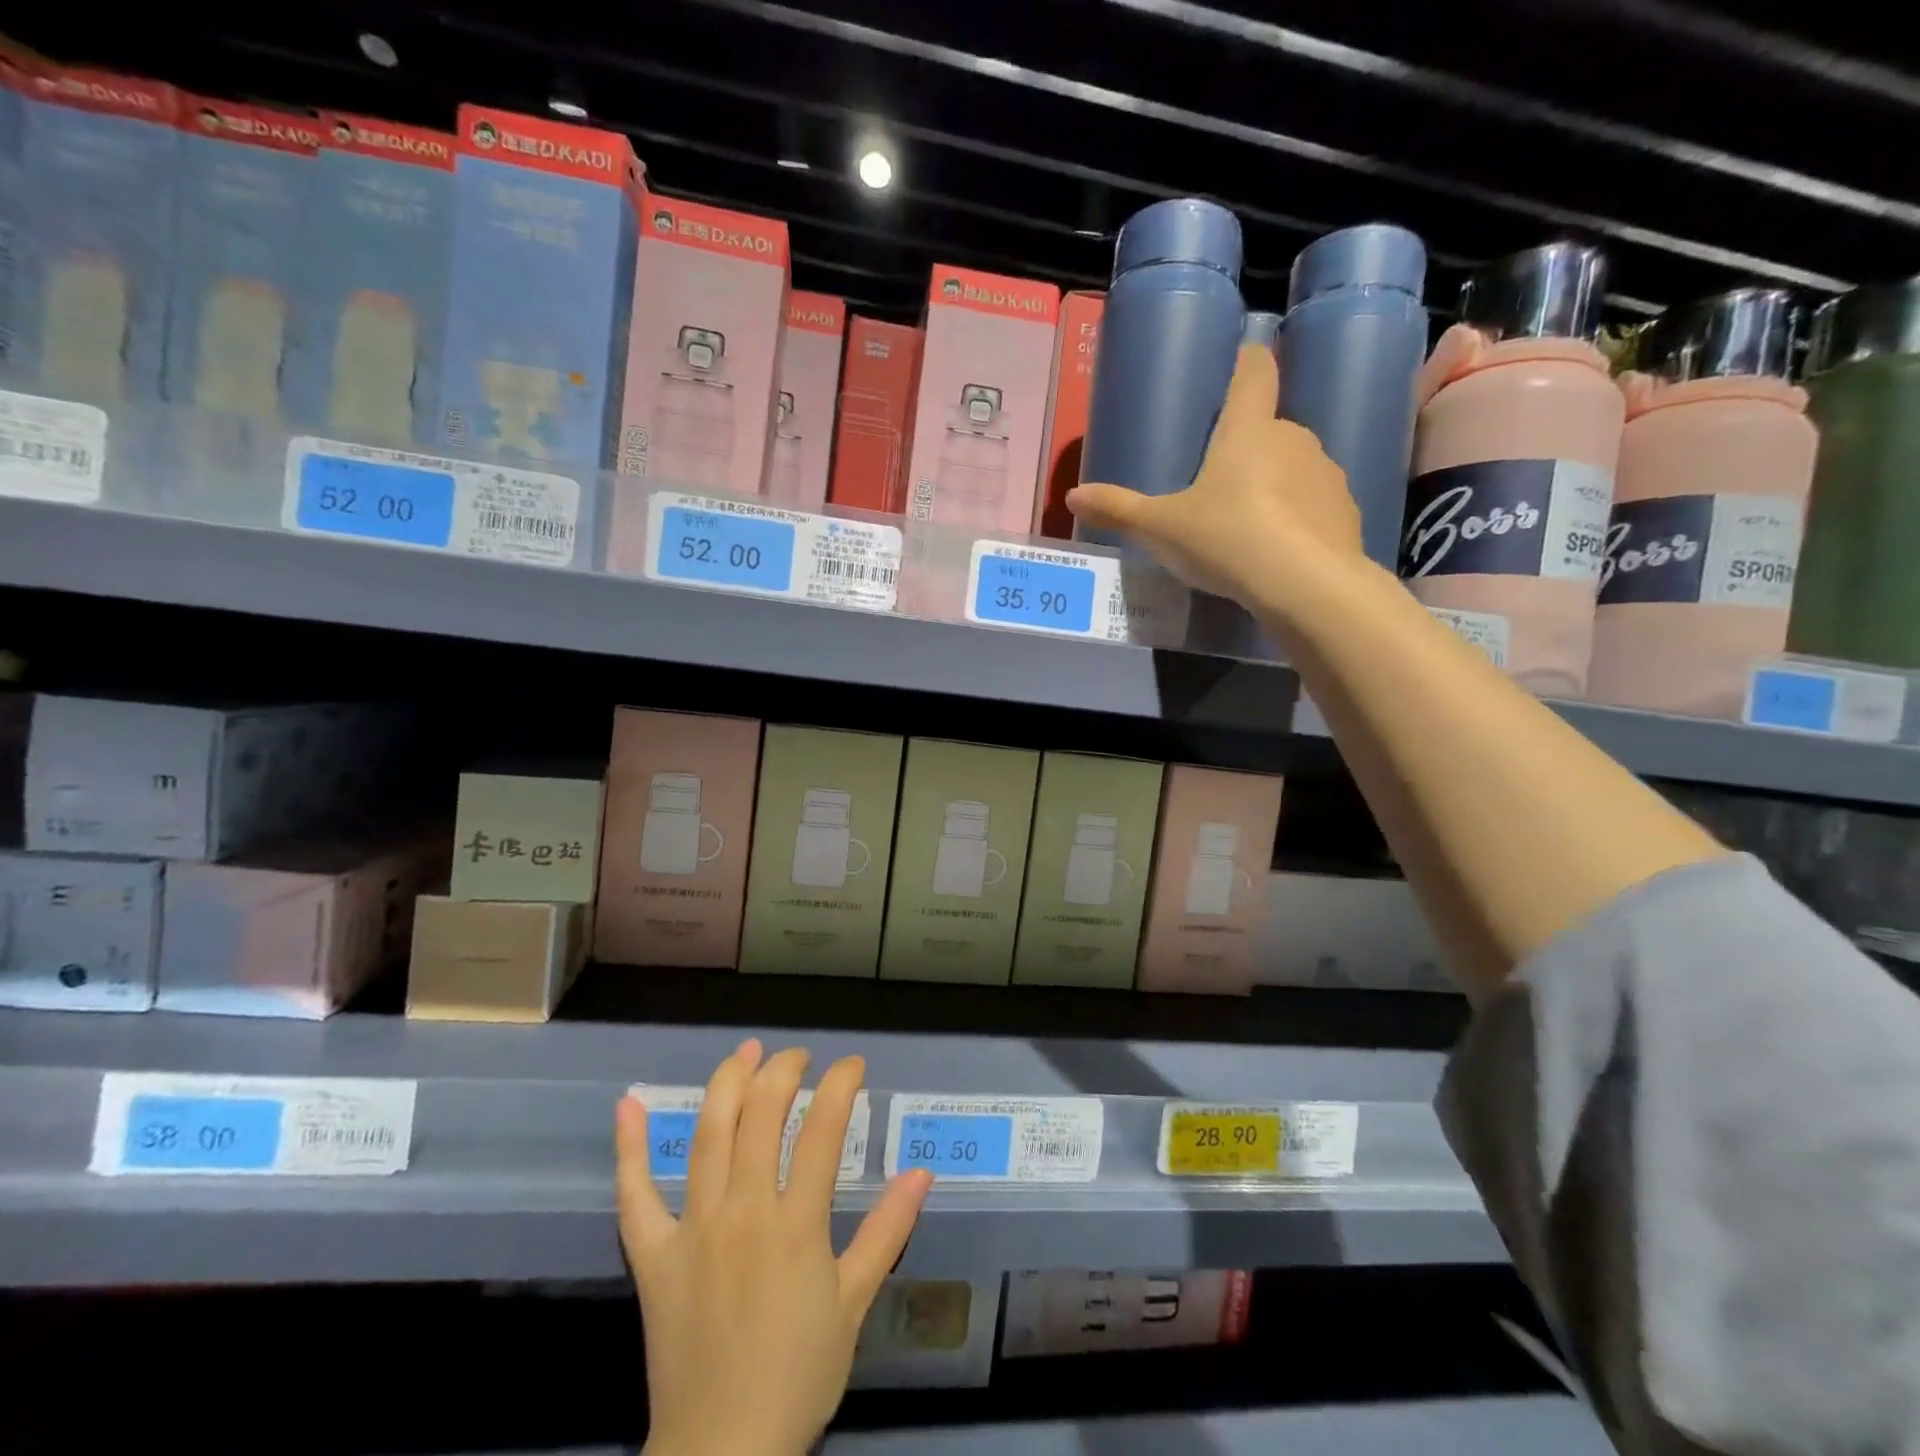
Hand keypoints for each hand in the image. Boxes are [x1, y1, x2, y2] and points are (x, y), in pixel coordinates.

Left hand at [617, 1040, 933, 1455]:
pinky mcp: (653, 1255)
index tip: (852, 1066)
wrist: (722, 1453)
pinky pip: (635, 1194)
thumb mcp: (854, 1303)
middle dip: (784, 1071)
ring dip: (727, 1083)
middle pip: (762, 1115)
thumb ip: (887, 1230)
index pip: (823, 1129)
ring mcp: (693, 1228)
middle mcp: (744, 1210)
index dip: (841, 1085)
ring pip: (709, 1135)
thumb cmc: (797, 1376)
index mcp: (796, 1224)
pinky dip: (630, 1148)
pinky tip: (628, 1105)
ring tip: (746, 1051)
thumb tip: (922, 1173)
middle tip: (799, 1058)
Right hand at [1066, 343, 1364, 618]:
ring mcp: (1325, 472)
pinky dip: (1297, 518)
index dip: (1245, 363)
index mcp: (1247, 428)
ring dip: (1273, 485)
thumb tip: (1073, 496)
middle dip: (1246, 449)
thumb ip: (1119, 510)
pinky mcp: (1345, 510)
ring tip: (1247, 527)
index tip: (1236, 367)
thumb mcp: (1162, 529)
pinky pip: (1314, 504)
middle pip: (1268, 427)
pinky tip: (1278, 551)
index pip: (1255, 371)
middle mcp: (1293, 437)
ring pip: (1293, 467)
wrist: (1305, 584)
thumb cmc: (1227, 538)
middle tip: (1216, 486)